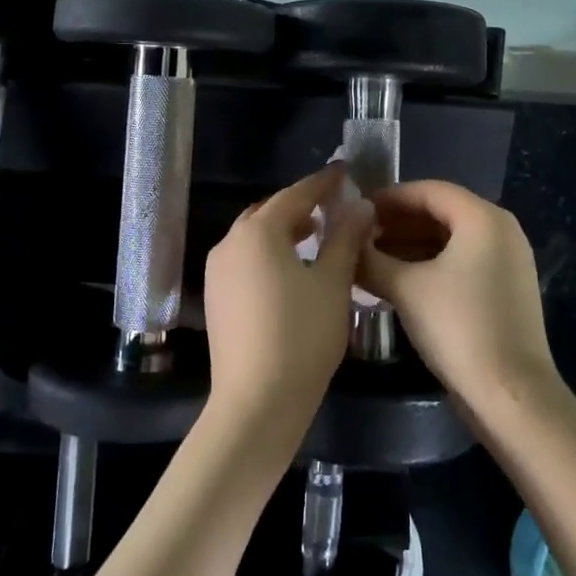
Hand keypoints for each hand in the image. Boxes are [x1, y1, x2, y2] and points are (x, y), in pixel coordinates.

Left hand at [202, 165, 373, 434]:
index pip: (296, 195)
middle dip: (300, 205)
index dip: (323, 183)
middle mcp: (230, 242)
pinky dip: (269, 253)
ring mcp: (217, 271)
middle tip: (332, 205)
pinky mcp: (216, 296)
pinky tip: (291, 269)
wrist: (256, 403)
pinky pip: (245, 259)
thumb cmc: (302, 336)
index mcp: (258, 231)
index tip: (345, 172)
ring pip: (254, 236)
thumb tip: (359, 206)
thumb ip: (345, 238)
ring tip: (316, 235)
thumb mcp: (333, 283)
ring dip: (284, 230)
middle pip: (269, 212)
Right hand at [358, 180, 558, 414]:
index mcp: (483, 218)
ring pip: (450, 239)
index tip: (355, 210)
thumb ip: (371, 258)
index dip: (388, 198)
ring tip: (370, 258)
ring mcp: (508, 261)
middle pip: (440, 212)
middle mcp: (501, 230)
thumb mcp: (406, 288)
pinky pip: (462, 262)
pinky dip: (430, 264)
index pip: (428, 190)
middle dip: (397, 223)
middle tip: (358, 235)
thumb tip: (346, 241)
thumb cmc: (458, 327)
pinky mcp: (505, 289)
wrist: (511, 395)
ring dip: (410, 245)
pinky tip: (398, 280)